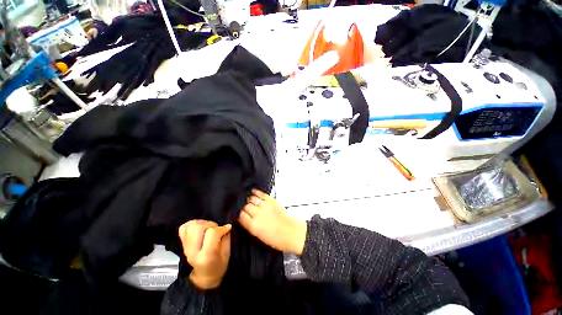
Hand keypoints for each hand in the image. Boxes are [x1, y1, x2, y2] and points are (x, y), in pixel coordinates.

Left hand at [178, 220, 231, 289]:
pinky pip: (184, 227)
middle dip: (210, 225)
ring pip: (191, 226)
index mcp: (206, 256)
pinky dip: (192, 224)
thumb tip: (225, 225)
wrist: (205, 276)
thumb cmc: (219, 265)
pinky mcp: (182, 243)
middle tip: (216, 230)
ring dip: (203, 224)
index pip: (212, 233)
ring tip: (209, 229)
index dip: (222, 228)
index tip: (227, 229)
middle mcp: (192, 251)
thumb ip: (226, 237)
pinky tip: (200, 228)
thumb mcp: (227, 253)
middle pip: (198, 227)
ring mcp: (185, 247)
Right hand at [238, 189, 306, 254]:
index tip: (239, 214)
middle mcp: (258, 214)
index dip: (238, 214)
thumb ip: (249, 225)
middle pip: (245, 206)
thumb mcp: (258, 236)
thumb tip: (244, 217)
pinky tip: (253, 192)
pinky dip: (256, 192)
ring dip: (249, 200)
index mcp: (253, 226)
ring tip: (248, 200)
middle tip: (244, 208)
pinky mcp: (272, 200)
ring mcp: (265, 206)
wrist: (290, 232)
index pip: (240, 215)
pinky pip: (261, 194)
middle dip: (243, 207)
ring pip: (252, 198)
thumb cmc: (276, 238)